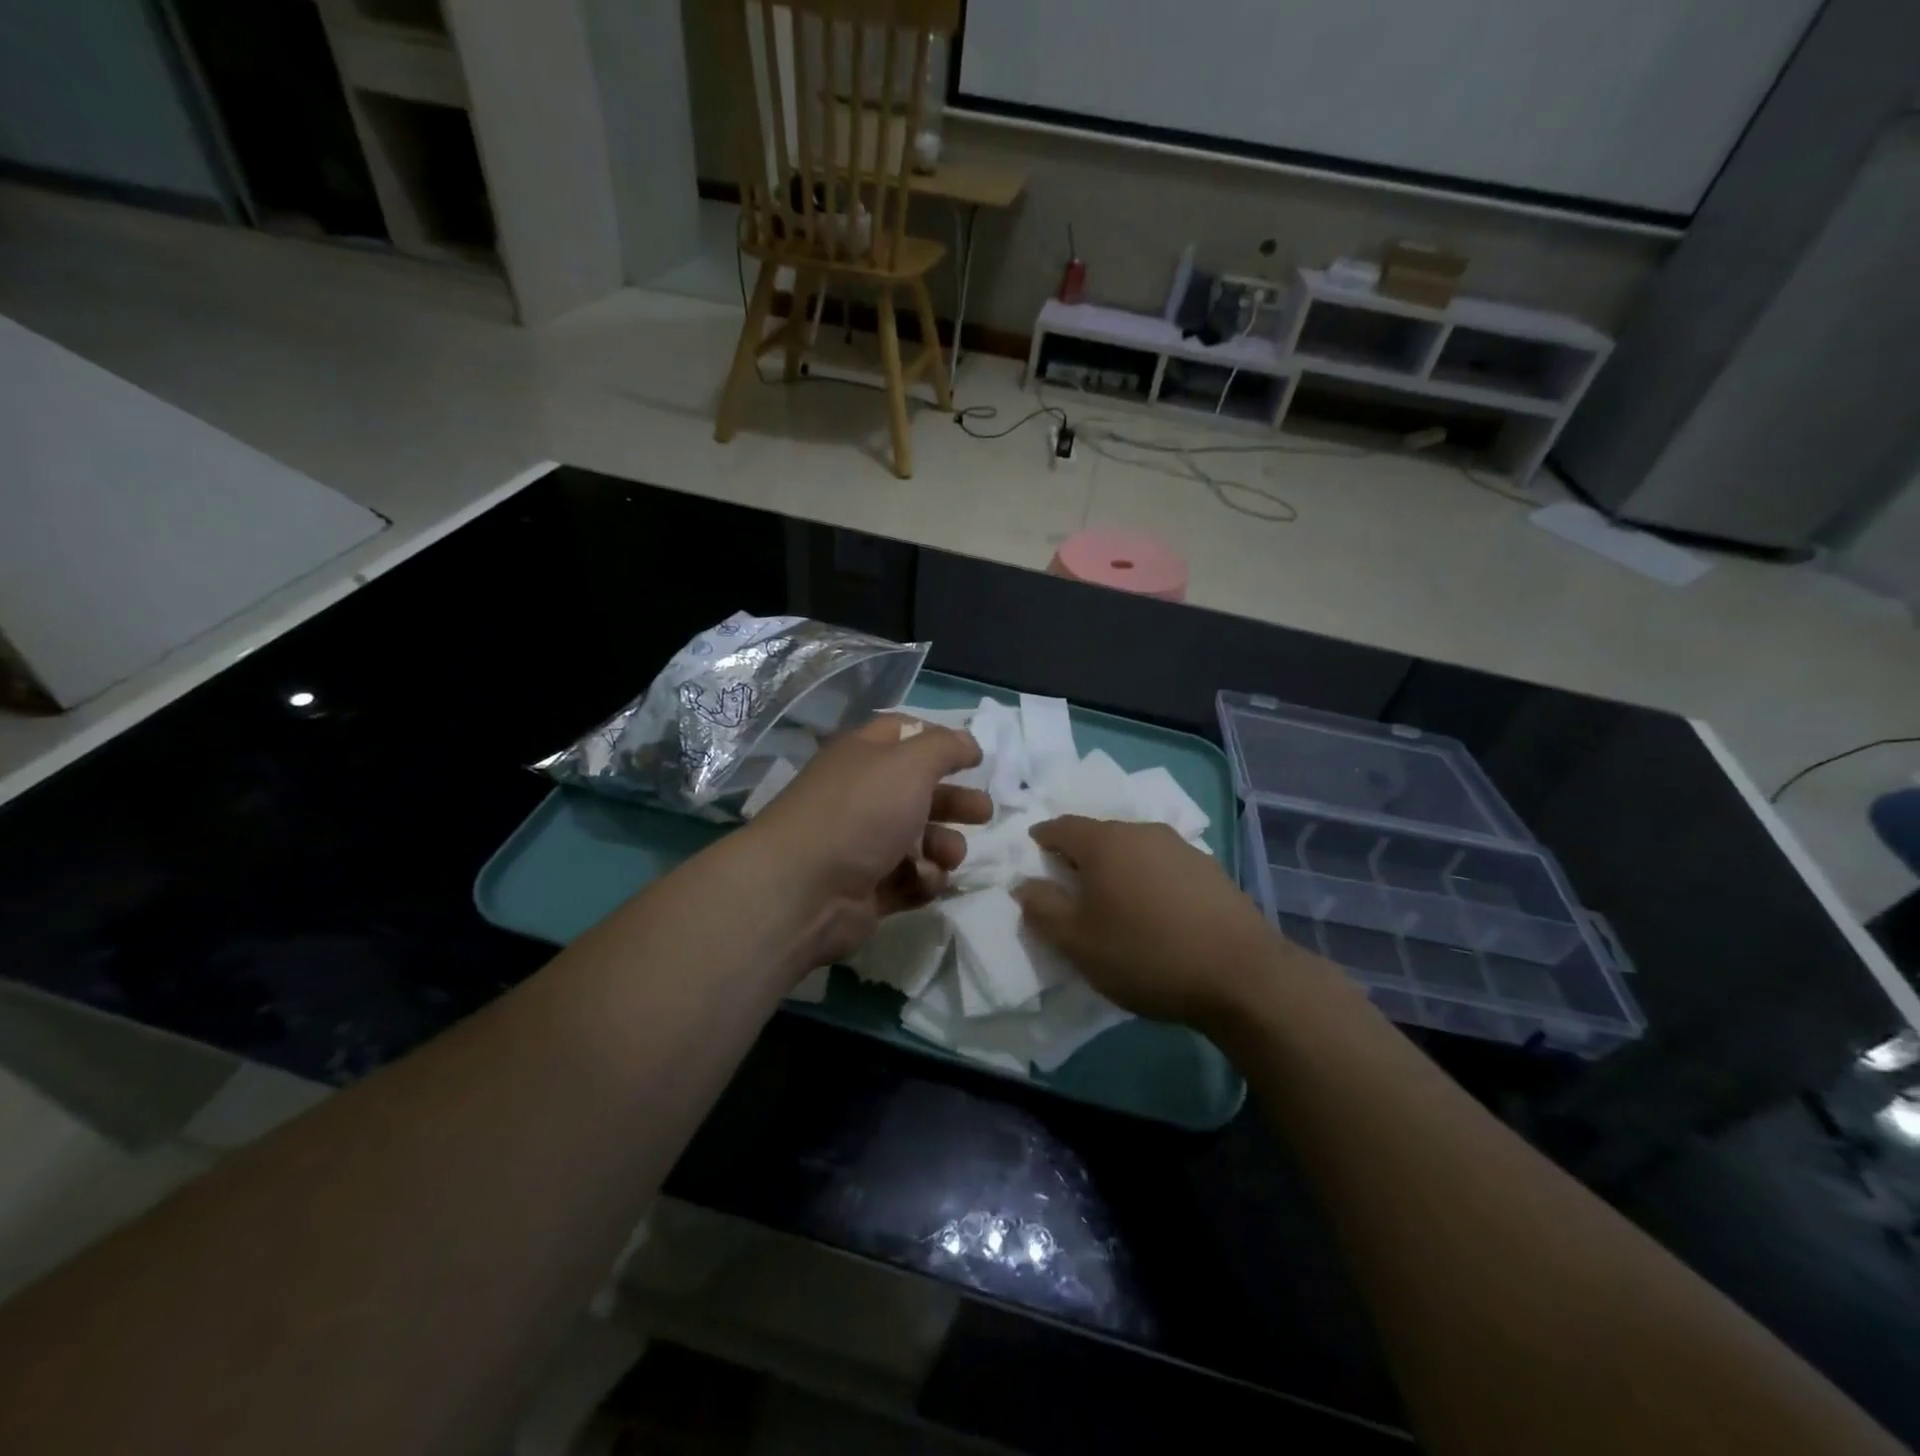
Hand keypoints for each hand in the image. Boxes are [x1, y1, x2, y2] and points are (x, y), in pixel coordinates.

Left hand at [744, 715, 990, 970]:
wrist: (806, 889)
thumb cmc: (861, 811)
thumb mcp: (910, 762)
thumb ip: (946, 747)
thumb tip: (970, 743)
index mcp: (864, 756)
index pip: (904, 734)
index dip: (940, 741)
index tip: (973, 757)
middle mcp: (864, 795)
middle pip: (921, 791)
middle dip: (956, 801)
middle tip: (983, 812)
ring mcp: (865, 844)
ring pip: (922, 839)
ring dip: (945, 845)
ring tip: (949, 854)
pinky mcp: (870, 888)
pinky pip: (912, 878)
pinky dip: (924, 879)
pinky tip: (923, 879)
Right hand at [1012, 816, 1303, 1030]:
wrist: (1241, 975)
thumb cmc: (1145, 954)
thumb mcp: (1077, 941)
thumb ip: (1043, 908)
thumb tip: (1025, 883)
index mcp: (1104, 842)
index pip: (1061, 827)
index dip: (1042, 838)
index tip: (1033, 855)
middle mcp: (1142, 832)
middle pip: (1099, 835)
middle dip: (1080, 855)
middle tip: (1070, 886)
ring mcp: (1181, 848)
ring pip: (1134, 849)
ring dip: (1117, 868)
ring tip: (1114, 901)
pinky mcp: (1211, 870)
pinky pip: (1163, 865)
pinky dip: (1148, 879)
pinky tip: (1155, 910)